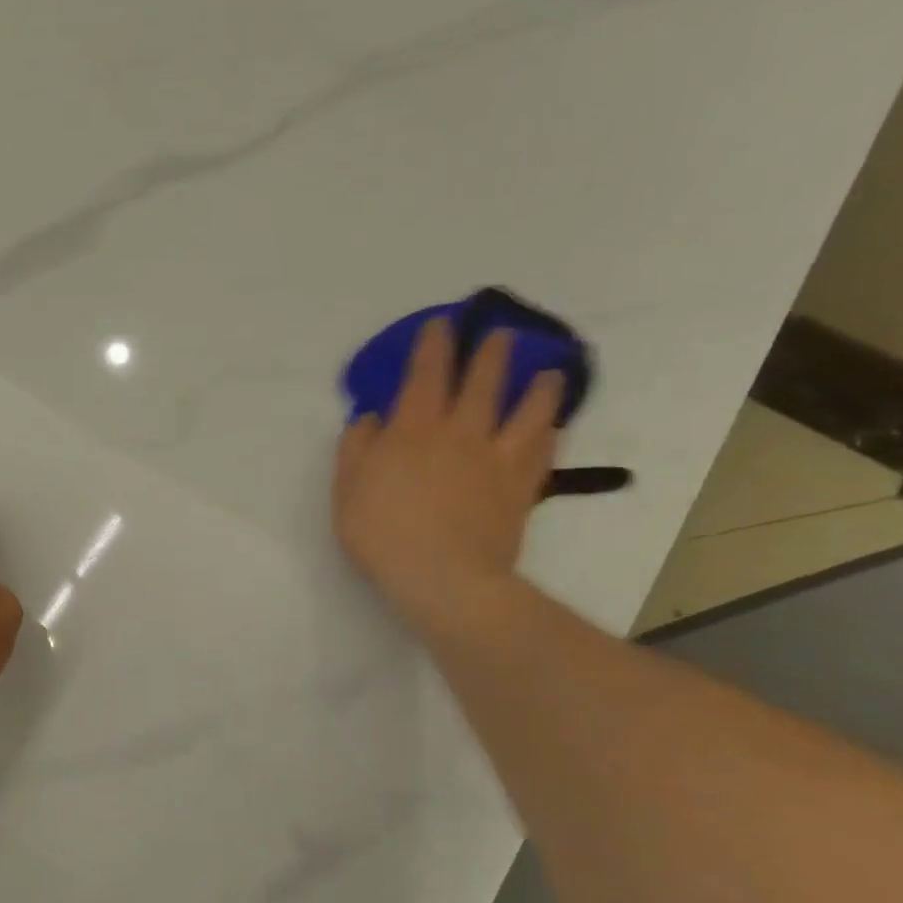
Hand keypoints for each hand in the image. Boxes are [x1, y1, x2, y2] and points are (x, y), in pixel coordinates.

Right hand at [333, 318, 564, 636]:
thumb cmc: (383, 533)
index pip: (425, 375)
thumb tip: (370, 419)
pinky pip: (542, 453)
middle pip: (481, 383)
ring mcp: (496, 460)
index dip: (433, 346)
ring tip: (548, 373)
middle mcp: (460, 434)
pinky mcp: (521, 489)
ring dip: (537, 389)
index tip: (441, 324)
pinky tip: (554, 427)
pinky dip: (550, 434)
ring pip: (526, 412)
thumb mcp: (347, 490)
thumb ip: (356, 449)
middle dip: (489, 354)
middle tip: (500, 335)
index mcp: (413, 430)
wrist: (443, 578)